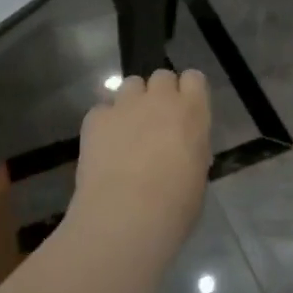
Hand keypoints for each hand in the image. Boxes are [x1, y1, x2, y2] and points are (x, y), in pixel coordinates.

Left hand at [72, 69, 211, 248]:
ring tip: (128, 130)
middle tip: (156, 121)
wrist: (126, 215)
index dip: (188, 92)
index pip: (194, 78)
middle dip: (159, 94)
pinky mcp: (95, 119)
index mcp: (192, 111)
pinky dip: (105, 123)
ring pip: (130, 85)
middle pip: (161, 77)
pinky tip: (104, 147)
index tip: (185, 111)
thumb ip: (192, 148)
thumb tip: (182, 148)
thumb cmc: (175, 204)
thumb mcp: (198, 173)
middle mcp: (160, 99)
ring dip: (132, 102)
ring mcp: (125, 105)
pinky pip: (102, 110)